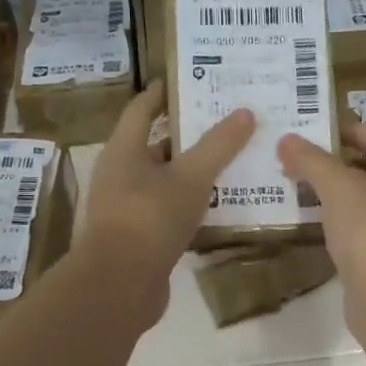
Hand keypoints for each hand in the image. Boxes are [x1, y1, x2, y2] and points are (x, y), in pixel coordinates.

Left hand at [81, 81, 253, 318]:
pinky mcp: (138, 239)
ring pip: (164, 182)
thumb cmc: (150, 217)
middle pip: (154, 146)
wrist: (121, 284)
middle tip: (224, 124)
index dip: (162, 93)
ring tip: (229, 163)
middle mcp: (119, 176)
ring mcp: (126, 209)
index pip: (141, 110)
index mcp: (123, 151)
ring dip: (192, 173)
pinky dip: (190, 205)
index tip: (188, 80)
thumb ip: (218, 146)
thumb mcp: (191, 177)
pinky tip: (219, 207)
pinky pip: (168, 212)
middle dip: (188, 135)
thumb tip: (246, 112)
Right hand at [277, 121, 365, 324]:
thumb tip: (286, 140)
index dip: (357, 131)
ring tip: (313, 198)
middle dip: (348, 167)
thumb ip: (312, 161)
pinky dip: (352, 232)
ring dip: (349, 201)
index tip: (323, 136)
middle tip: (312, 168)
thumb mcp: (339, 187)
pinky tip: (327, 235)